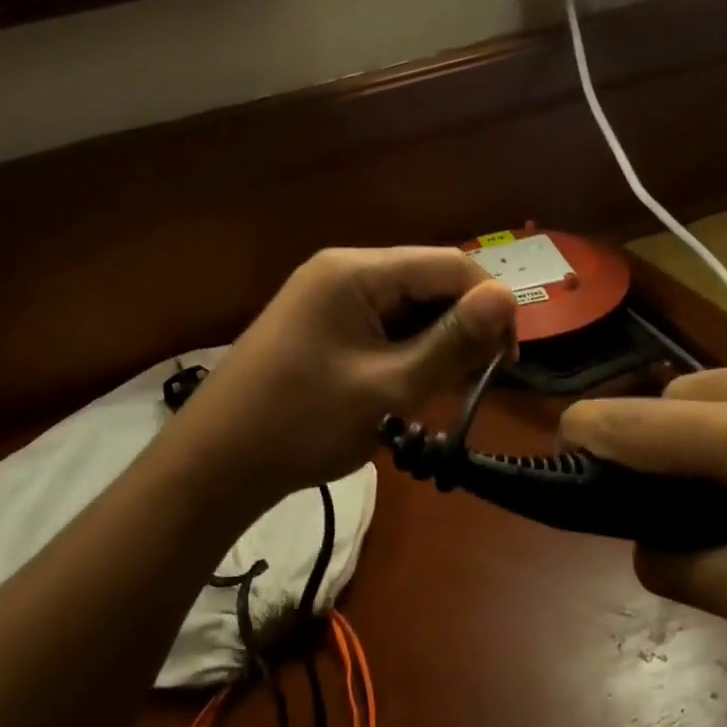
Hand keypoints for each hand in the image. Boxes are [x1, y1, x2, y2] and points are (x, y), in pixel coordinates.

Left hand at [167, 247, 516, 505]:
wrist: (217, 461)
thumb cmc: (304, 422)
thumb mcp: (390, 387)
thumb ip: (453, 341)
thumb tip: (509, 296)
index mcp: (357, 271)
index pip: (450, 264)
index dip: (490, 306)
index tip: (506, 363)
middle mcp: (343, 270)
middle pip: (427, 282)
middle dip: (458, 329)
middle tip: (467, 387)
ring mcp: (327, 296)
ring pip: (406, 307)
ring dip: (431, 345)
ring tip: (431, 395)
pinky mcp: (320, 323)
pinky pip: (379, 325)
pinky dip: (402, 354)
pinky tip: (402, 390)